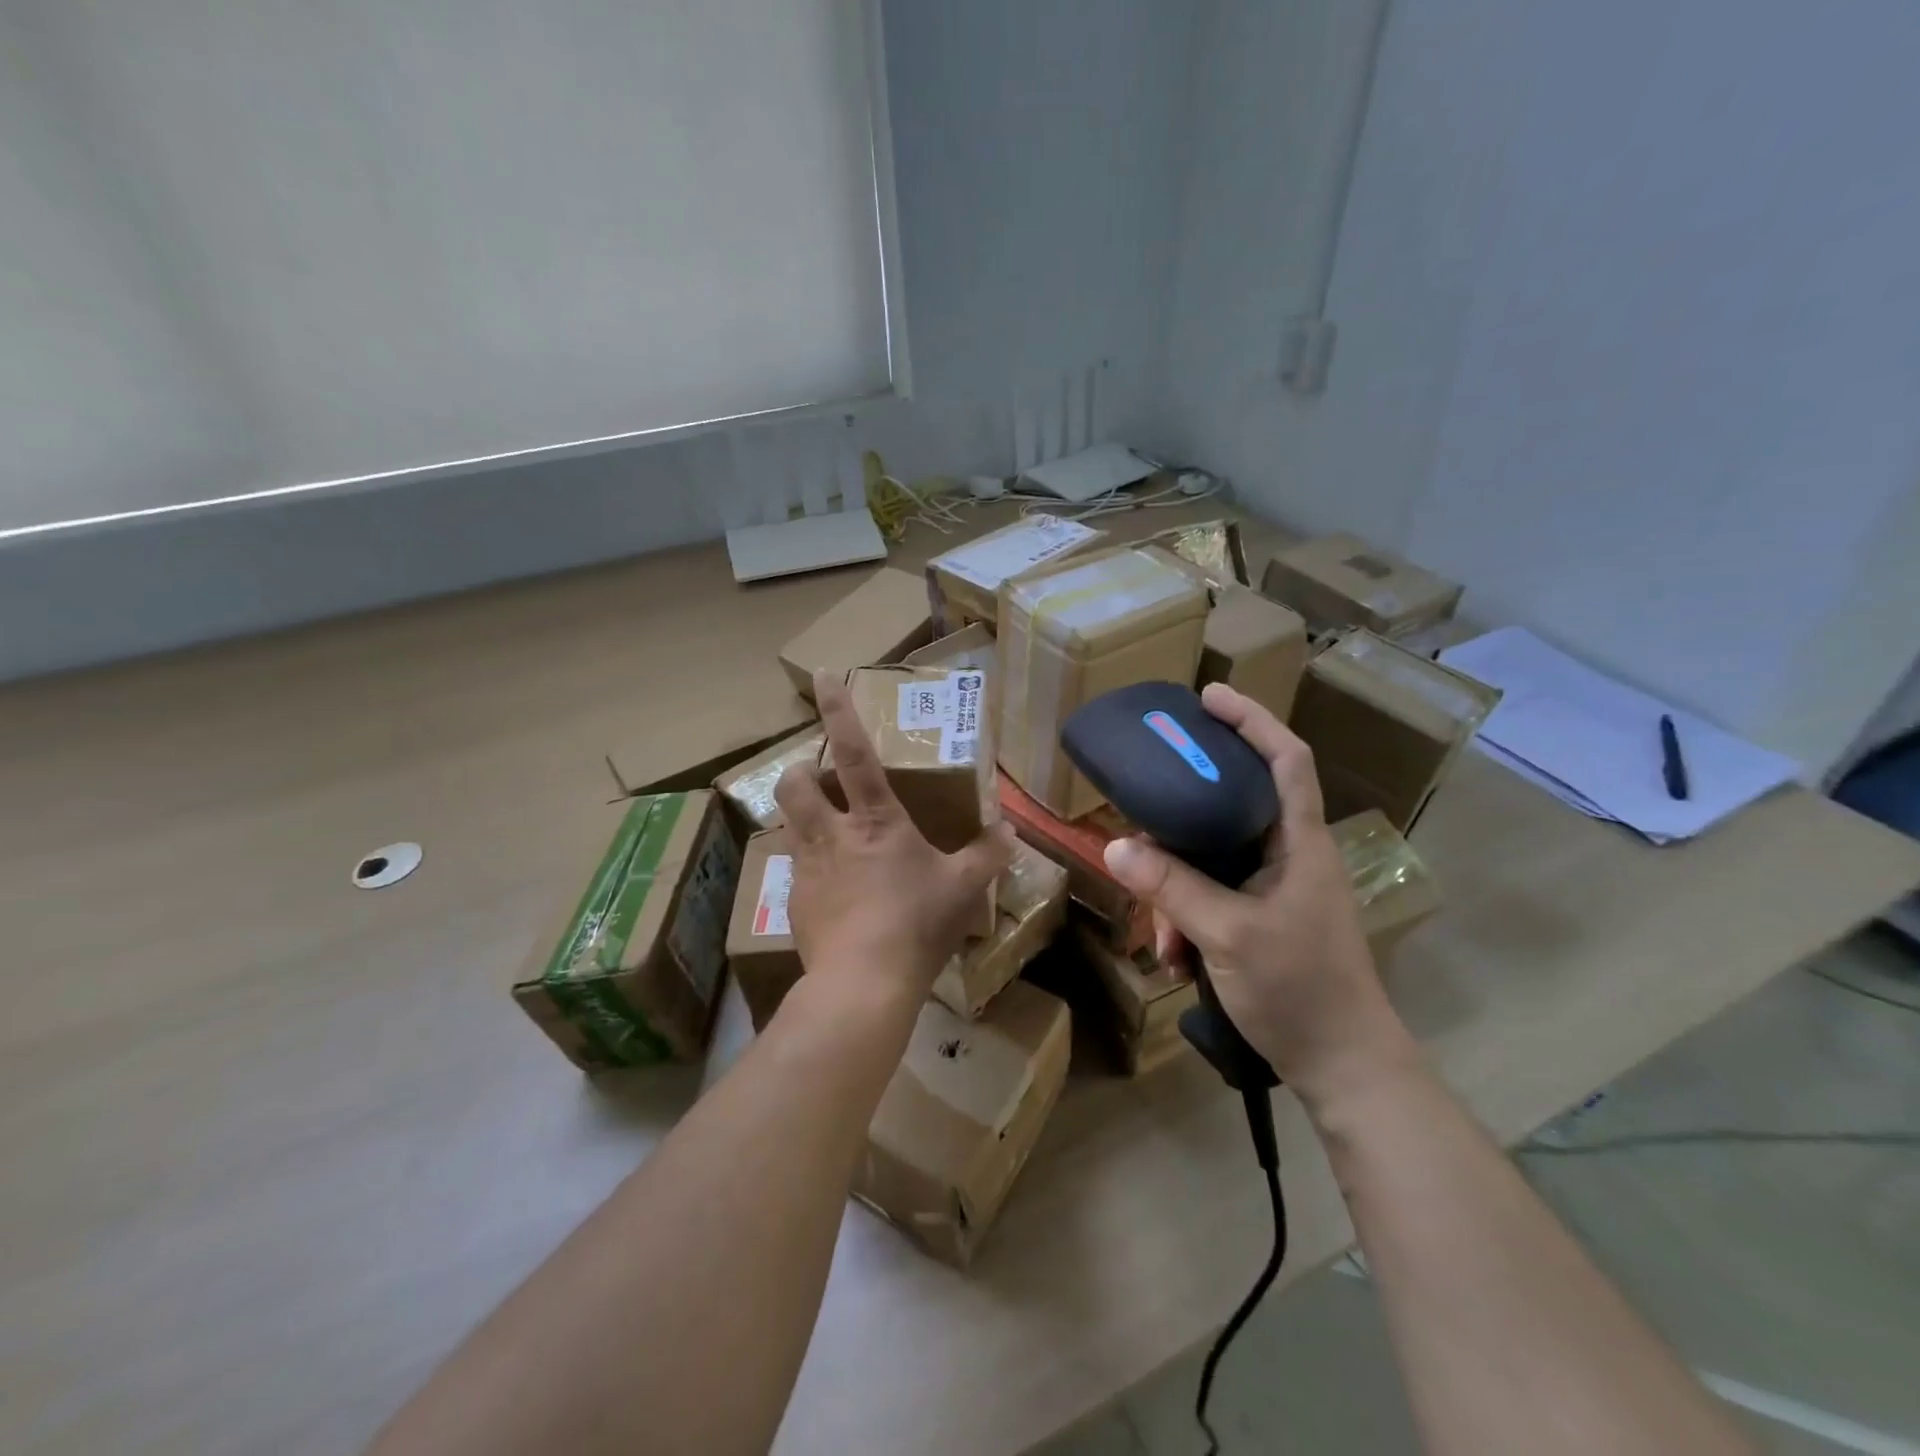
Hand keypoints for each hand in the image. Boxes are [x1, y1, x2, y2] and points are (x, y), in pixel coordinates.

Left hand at [773, 670, 1011, 997]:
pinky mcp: (794, 901)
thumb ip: (988, 855)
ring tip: (831, 833)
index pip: (854, 751)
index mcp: (875, 820)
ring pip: (788, 822)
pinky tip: (835, 892)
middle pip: (795, 783)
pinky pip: (796, 868)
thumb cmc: (916, 924)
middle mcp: (832, 834)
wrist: (861, 985)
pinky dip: (811, 865)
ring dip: (804, 816)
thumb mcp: (963, 888)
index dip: (837, 710)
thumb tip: (1009, 832)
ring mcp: (806, 867)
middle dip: (803, 770)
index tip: (822, 675)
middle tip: (823, 779)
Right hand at [1101, 683, 1416, 1103]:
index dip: (1252, 720)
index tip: (1207, 697)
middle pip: (1230, 807)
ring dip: (1176, 891)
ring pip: (1211, 861)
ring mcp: (1275, 889)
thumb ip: (1171, 887)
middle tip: (1143, 824)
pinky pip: (1211, 896)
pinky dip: (1187, 918)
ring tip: (1162, 937)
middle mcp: (1288, 854)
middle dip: (1181, 825)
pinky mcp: (1262, 918)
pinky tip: (1175, 956)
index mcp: (1299, 841)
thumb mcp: (1227, 934)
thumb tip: (1112, 846)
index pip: (1286, 758)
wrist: (1342, 1068)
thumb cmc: (1301, 989)